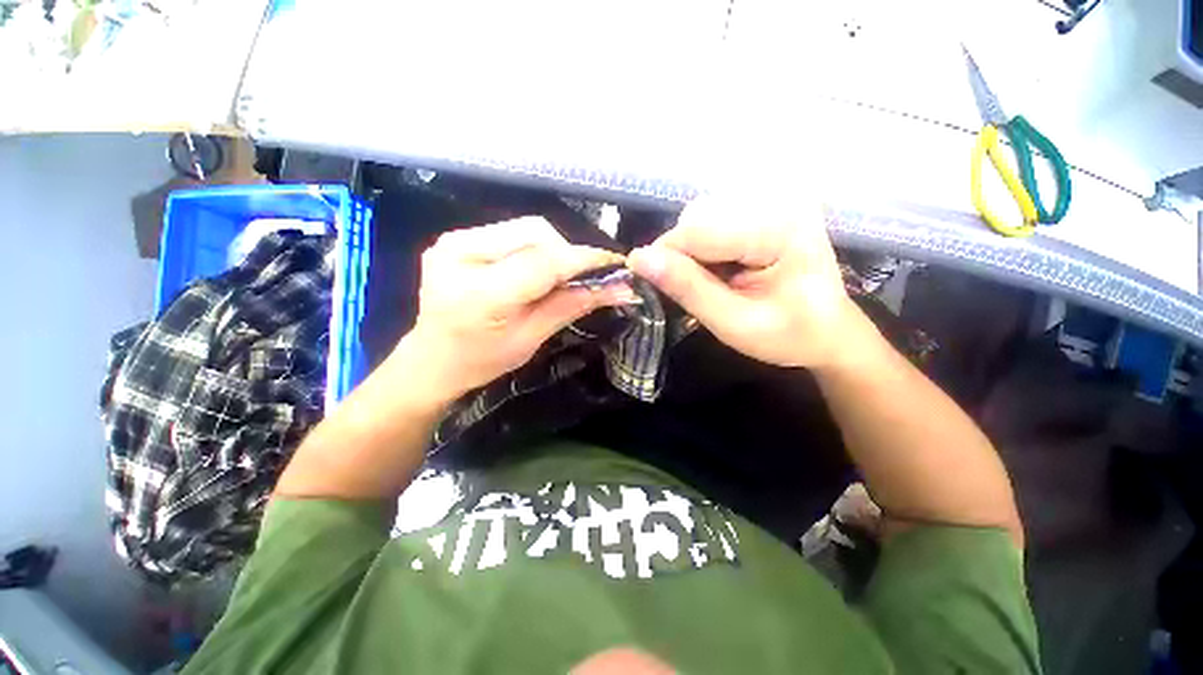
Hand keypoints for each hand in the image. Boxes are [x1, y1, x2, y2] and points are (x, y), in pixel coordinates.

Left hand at [398, 217, 634, 400]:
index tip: (615, 265)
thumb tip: (620, 289)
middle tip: (581, 279)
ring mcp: (454, 240)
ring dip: (552, 249)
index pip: (544, 261)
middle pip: (537, 233)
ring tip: (557, 277)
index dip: (584, 260)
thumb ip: (573, 305)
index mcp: (480, 292)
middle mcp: (462, 253)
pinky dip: (533, 247)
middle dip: (568, 254)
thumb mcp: (531, 338)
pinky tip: (533, 270)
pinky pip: (511, 232)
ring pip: (526, 228)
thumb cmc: (482, 360)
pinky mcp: (456, 237)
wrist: (432, 359)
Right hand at [627, 197, 867, 368]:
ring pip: (700, 216)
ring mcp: (775, 199)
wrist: (830, 332)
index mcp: (780, 229)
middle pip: (697, 217)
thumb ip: (688, 289)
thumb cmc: (788, 336)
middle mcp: (779, 200)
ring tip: (713, 281)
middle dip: (682, 256)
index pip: (697, 230)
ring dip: (693, 251)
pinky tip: (722, 267)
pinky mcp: (767, 206)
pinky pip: (713, 218)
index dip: (667, 259)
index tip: (657, 288)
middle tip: (697, 291)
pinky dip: (705, 246)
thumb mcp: (734, 323)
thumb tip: (638, 258)